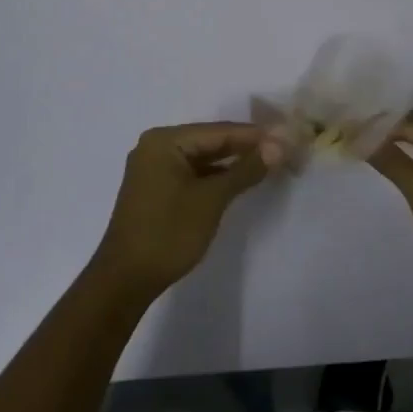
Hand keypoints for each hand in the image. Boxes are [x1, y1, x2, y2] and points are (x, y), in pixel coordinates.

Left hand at [92, 123, 278, 300]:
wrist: (125, 280)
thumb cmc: (168, 233)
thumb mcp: (212, 199)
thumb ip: (246, 169)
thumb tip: (279, 146)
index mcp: (165, 141)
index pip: (219, 130)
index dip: (255, 135)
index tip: (288, 136)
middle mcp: (157, 146)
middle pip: (211, 141)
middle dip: (245, 147)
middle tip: (283, 150)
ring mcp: (154, 168)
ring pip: (203, 158)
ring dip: (233, 162)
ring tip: (268, 164)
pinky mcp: (156, 189)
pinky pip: (193, 173)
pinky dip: (216, 177)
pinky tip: (239, 180)